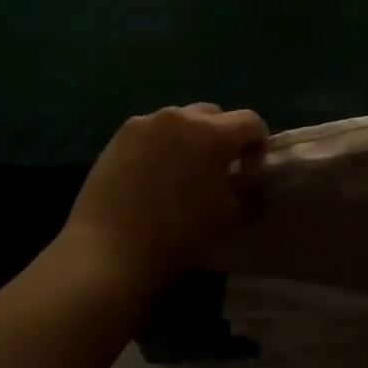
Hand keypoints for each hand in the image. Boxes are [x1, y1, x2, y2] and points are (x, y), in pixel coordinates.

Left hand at [59, 103, 268, 288]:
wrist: (109, 252)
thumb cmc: (179, 236)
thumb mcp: (229, 219)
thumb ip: (250, 195)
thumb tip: (253, 186)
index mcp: (214, 134)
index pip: (251, 122)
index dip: (257, 144)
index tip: (250, 170)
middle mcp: (180, 117)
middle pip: (214, 115)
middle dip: (222, 136)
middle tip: (218, 169)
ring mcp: (145, 123)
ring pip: (180, 121)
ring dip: (190, 138)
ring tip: (182, 172)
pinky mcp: (118, 136)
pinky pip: (151, 133)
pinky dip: (161, 146)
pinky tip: (153, 177)